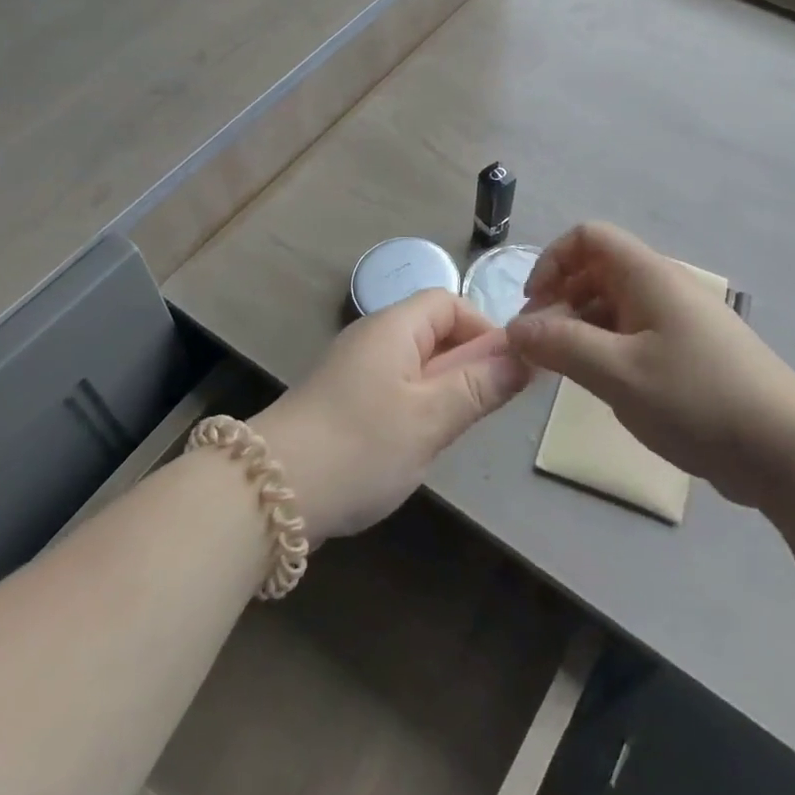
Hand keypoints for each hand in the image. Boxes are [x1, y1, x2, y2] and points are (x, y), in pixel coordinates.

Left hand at [250, 290, 532, 541]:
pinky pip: (392, 391)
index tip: (505, 371)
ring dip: (442, 392)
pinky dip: (414, 410)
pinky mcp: (340, 404)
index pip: (449, 303)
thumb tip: (525, 355)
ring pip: (414, 366)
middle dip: (466, 365)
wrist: (269, 492)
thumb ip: (481, 385)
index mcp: (394, 327)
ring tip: (451, 432)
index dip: (483, 329)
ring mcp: (353, 372)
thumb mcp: (432, 417)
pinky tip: (415, 447)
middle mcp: (372, 339)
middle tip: (483, 409)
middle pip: (433, 333)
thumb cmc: (361, 445)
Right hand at [505, 222, 794, 506]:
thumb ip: (560, 345)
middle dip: (561, 299)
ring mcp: (680, 320)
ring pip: (615, 305)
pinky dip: (607, 347)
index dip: (552, 260)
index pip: (589, 237)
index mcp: (648, 276)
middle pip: (598, 270)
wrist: (785, 449)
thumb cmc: (696, 399)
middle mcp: (664, 287)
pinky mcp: (690, 352)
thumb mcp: (617, 373)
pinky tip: (603, 384)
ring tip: (565, 369)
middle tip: (541, 346)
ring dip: (582, 327)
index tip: (533, 305)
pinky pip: (635, 333)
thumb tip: (515, 328)